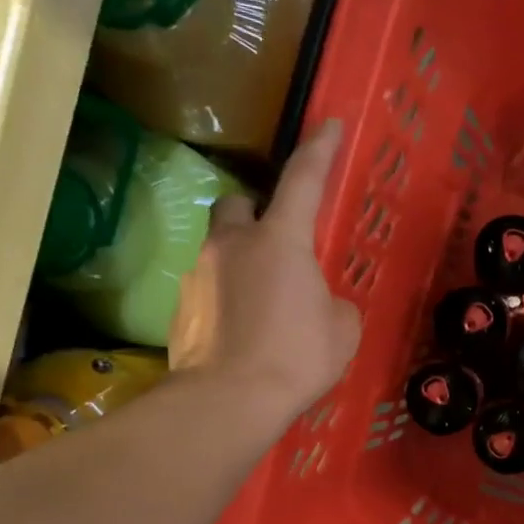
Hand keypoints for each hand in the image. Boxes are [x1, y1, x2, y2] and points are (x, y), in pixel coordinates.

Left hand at [170, 121, 361, 414]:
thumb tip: (321, 303)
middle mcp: (234, 243)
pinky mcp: (182, 305)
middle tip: (276, 245)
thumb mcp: (341, 332)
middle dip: (256, 215)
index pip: (303, 180)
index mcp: (281, 241)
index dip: (319, 150)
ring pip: (220, 246)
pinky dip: (225, 298)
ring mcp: (200, 271)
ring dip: (240, 260)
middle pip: (239, 204)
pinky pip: (208, 287)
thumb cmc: (297, 357)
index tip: (328, 124)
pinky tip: (241, 331)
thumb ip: (335, 304)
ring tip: (262, 303)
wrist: (230, 399)